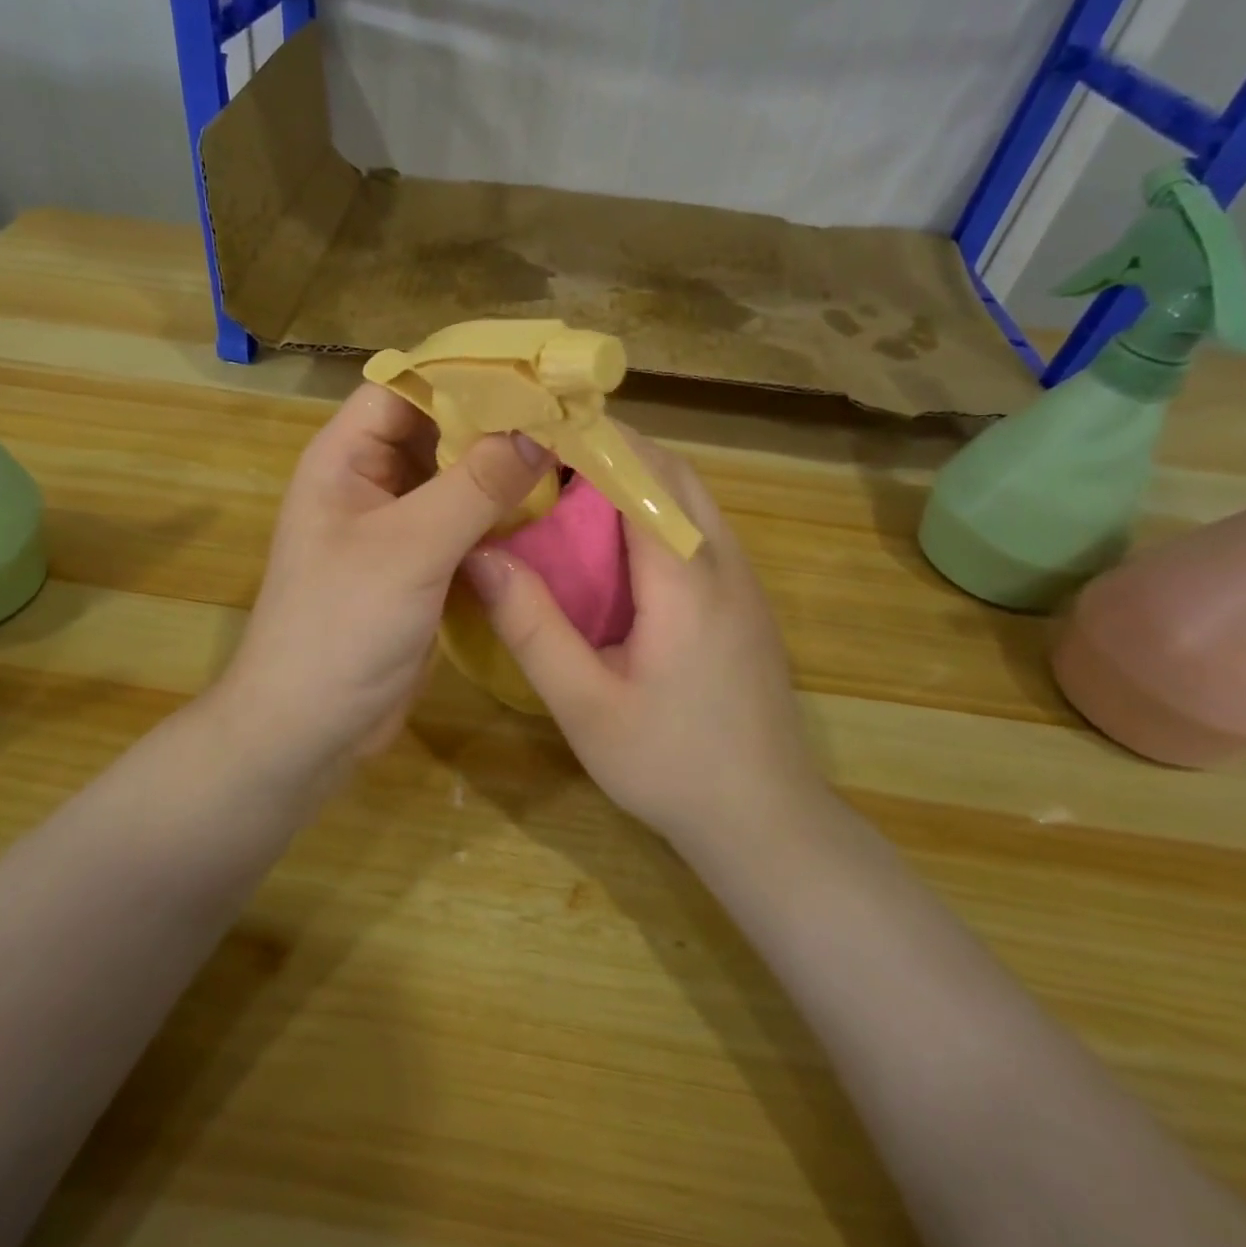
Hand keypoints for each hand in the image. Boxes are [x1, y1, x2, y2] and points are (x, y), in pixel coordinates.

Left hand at [217, 383, 553, 778]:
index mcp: (345, 458)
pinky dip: (501, 515)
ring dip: (504, 471)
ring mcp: (398, 527)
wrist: (310, 728)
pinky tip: (550, 511)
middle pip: (437, 430)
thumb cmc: (341, 627)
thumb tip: (538, 433)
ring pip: (456, 479)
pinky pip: (466, 524)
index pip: (405, 387)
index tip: (534, 372)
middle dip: (496, 422)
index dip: (463, 374)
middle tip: (568, 414)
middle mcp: (370, 482)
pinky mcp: (422, 567)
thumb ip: (473, 487)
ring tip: (571, 454)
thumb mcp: (409, 549)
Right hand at [462, 430, 823, 851]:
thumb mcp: (584, 704)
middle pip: (672, 472)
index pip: (642, 474)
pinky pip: (697, 528)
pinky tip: (613, 542)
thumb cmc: (670, 765)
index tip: (534, 424)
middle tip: (542, 453)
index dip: (589, 439)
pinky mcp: (744, 601)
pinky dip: (654, 509)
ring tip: (568, 486)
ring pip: (690, 496)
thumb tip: (480, 555)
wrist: (765, 821)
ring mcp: (743, 580)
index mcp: (686, 577)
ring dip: (635, 475)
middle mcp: (724, 562)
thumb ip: (532, 627)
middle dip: (610, 447)